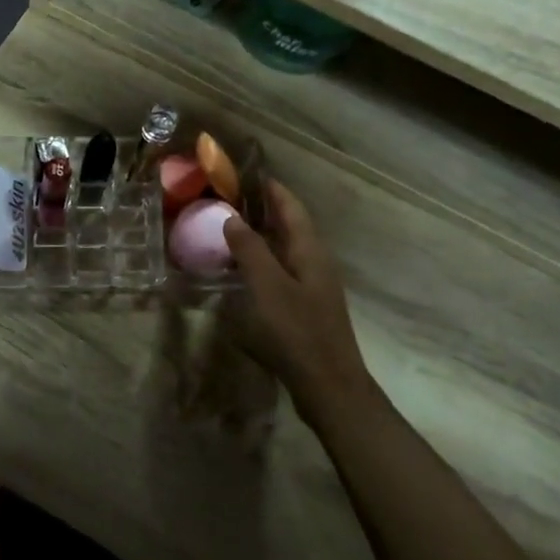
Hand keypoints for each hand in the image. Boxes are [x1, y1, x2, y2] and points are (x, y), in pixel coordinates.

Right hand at [223, 180, 376, 413]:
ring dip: (262, 236)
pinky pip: (282, 272)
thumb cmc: (297, 332)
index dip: (272, 189)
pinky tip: (243, 271)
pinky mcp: (306, 307)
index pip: (292, 207)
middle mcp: (315, 263)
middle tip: (231, 199)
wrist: (329, 386)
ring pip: (286, 250)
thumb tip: (233, 218)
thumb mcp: (268, 287)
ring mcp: (313, 286)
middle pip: (290, 226)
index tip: (247, 173)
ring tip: (231, 229)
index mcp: (310, 251)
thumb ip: (250, 250)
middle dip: (264, 209)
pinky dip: (263, 262)